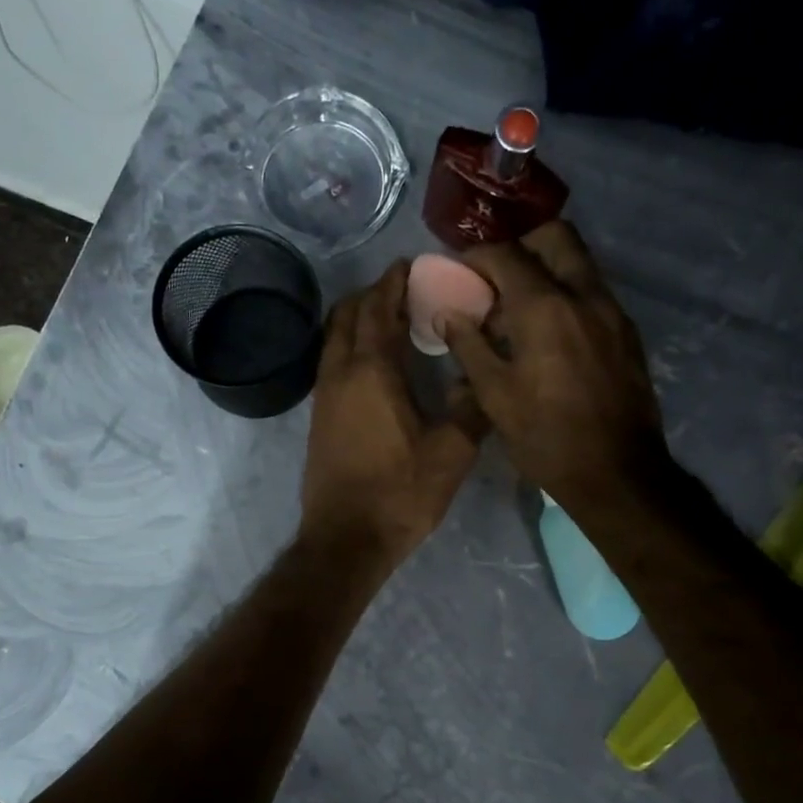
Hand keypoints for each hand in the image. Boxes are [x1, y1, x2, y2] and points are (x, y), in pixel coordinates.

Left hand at [301, 262, 488, 568]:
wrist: (346, 539)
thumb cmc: (400, 493)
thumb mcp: (452, 452)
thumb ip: (472, 407)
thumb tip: (483, 379)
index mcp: (372, 370)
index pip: (379, 308)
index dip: (394, 282)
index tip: (411, 264)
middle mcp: (340, 373)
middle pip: (348, 315)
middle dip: (374, 294)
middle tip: (406, 289)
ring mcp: (324, 396)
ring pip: (335, 338)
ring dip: (358, 319)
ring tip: (391, 320)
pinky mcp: (319, 418)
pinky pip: (332, 362)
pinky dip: (351, 346)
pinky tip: (376, 363)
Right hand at [440, 221, 673, 518]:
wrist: (616, 472)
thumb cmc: (545, 437)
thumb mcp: (495, 396)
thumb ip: (469, 346)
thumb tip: (449, 315)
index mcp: (544, 308)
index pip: (506, 255)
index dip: (476, 255)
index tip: (458, 268)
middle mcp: (583, 295)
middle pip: (554, 236)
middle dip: (520, 244)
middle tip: (495, 274)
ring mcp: (612, 311)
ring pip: (579, 262)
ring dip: (546, 267)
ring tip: (518, 305)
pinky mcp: (626, 332)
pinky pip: (593, 292)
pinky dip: (567, 293)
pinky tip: (548, 330)